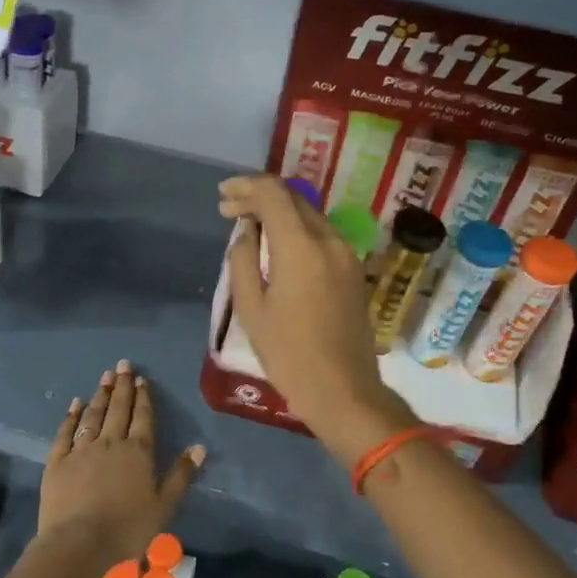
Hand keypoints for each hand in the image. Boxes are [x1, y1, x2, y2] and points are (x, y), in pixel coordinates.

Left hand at [41, 360, 205, 569]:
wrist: (79, 542)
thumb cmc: (127, 528)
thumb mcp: (164, 506)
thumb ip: (181, 475)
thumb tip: (199, 447)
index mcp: (138, 452)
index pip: (143, 417)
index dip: (144, 397)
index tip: (142, 378)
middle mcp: (110, 442)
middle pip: (118, 409)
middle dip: (122, 386)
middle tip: (123, 365)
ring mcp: (81, 449)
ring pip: (93, 415)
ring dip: (100, 395)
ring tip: (105, 377)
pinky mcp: (58, 460)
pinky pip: (66, 432)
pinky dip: (71, 416)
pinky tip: (75, 404)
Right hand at [219, 175, 414, 466]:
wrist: (344, 390)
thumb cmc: (289, 353)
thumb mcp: (251, 308)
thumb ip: (242, 261)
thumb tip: (245, 234)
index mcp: (301, 246)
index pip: (274, 193)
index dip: (245, 187)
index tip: (223, 196)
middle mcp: (329, 240)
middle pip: (294, 199)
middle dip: (260, 198)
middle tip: (229, 210)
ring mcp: (347, 255)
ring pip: (310, 216)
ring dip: (279, 214)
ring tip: (250, 228)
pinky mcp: (354, 271)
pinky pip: (322, 236)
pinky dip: (297, 231)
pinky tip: (278, 248)